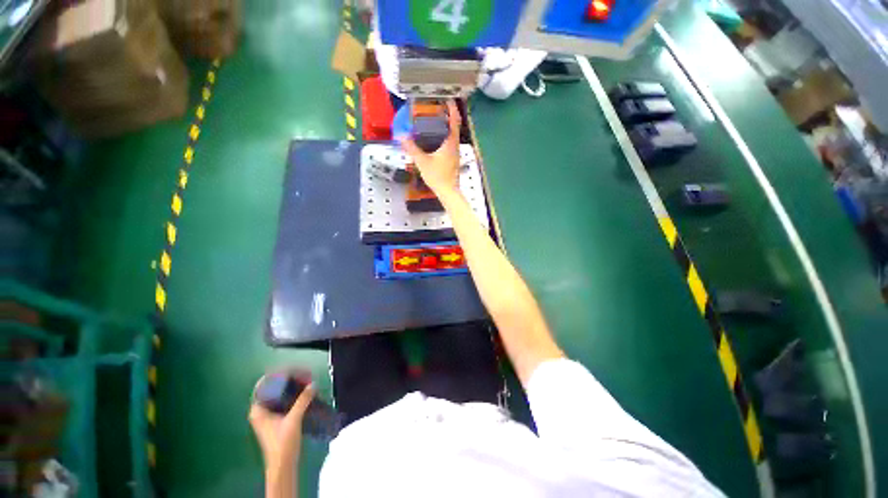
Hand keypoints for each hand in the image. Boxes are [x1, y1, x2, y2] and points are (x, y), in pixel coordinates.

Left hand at [249, 382, 315, 473]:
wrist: (283, 464)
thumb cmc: (282, 442)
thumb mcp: (293, 419)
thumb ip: (302, 401)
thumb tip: (313, 384)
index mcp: (258, 410)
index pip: (263, 386)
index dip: (276, 375)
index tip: (290, 368)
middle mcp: (261, 411)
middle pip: (272, 389)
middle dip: (287, 380)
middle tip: (302, 373)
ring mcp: (269, 416)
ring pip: (279, 395)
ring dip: (292, 387)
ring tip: (305, 380)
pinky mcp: (277, 420)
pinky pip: (284, 401)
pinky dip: (293, 395)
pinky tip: (304, 393)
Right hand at [401, 100, 462, 197]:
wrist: (448, 192)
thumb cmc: (437, 176)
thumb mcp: (422, 161)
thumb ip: (412, 148)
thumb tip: (401, 136)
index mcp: (450, 143)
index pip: (454, 121)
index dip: (452, 109)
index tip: (448, 99)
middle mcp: (455, 146)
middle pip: (454, 127)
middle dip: (448, 116)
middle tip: (437, 109)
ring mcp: (455, 154)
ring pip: (452, 136)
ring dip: (446, 128)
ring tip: (435, 122)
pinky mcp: (453, 160)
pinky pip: (450, 144)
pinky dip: (445, 138)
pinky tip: (436, 141)